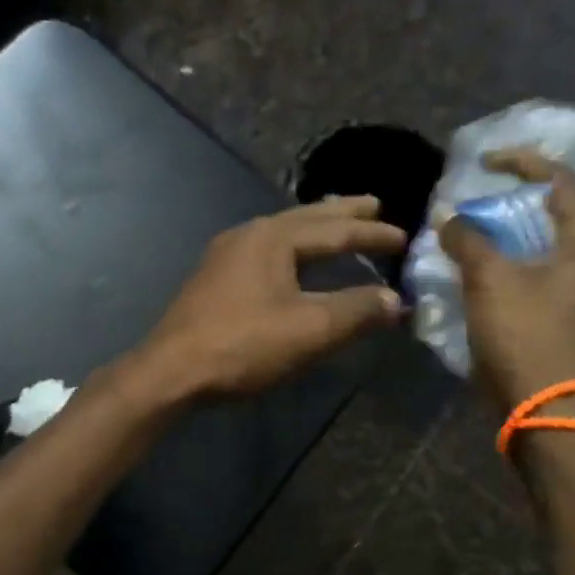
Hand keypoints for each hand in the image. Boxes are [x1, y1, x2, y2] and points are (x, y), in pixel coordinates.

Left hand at [135, 197, 406, 398]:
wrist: (171, 370)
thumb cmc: (243, 345)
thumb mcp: (309, 330)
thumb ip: (356, 311)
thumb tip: (394, 299)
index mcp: (273, 238)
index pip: (334, 230)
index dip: (371, 234)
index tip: (403, 237)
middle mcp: (248, 234)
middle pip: (304, 218)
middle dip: (340, 213)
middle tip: (372, 204)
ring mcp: (226, 254)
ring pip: (281, 232)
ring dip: (314, 228)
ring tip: (337, 224)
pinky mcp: (214, 278)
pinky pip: (265, 250)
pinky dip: (292, 248)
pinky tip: (292, 260)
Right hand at [438, 149, 574, 410]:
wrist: (546, 408)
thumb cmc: (524, 334)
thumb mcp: (489, 279)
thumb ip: (468, 239)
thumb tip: (448, 218)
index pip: (563, 180)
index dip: (523, 162)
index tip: (483, 163)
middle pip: (559, 211)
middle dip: (516, 199)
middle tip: (480, 199)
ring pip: (548, 244)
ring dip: (512, 232)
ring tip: (476, 233)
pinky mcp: (569, 316)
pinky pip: (541, 272)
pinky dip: (513, 261)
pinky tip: (484, 272)